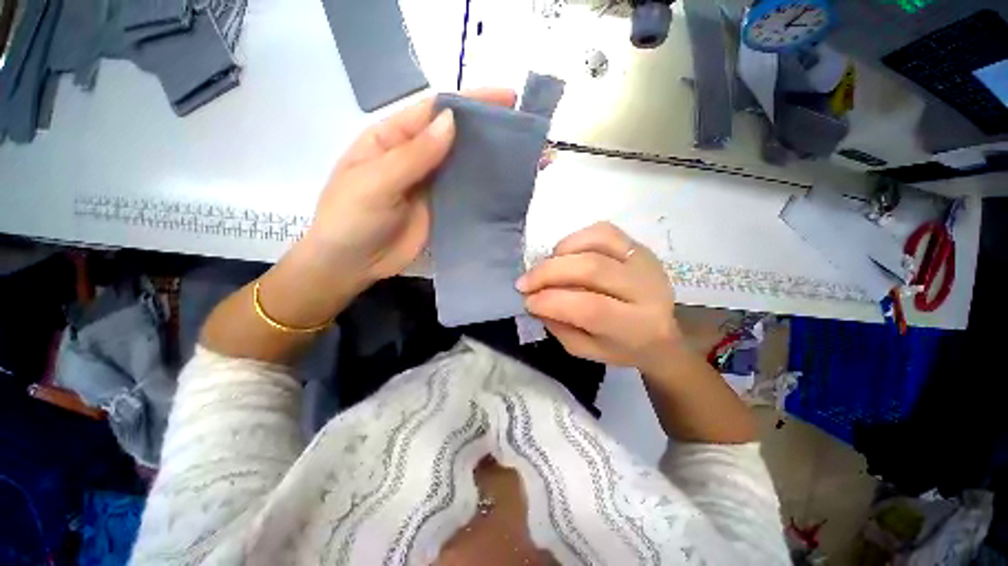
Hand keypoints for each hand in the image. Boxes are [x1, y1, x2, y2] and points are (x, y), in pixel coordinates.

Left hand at [303, 88, 517, 289]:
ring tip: (527, 157)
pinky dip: (487, 189)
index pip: (435, 110)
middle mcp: (417, 157)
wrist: (352, 265)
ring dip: (493, 159)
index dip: (471, 101)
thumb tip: (452, 121)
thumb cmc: (350, 219)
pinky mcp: (443, 210)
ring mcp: (432, 185)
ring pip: (465, 165)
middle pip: (457, 136)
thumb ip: (413, 155)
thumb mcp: (375, 182)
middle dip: (489, 129)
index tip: (507, 98)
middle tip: (526, 129)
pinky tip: (509, 187)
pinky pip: (467, 194)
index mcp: (394, 138)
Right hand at [517, 222, 681, 373]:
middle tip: (524, 283)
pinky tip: (564, 254)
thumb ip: (559, 327)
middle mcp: (647, 289)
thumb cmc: (620, 347)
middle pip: (591, 269)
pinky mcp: (639, 246)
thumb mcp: (586, 350)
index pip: (590, 308)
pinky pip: (603, 231)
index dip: (551, 302)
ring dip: (560, 254)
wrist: (660, 332)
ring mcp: (644, 261)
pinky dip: (575, 239)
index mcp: (637, 326)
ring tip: (545, 268)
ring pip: (596, 242)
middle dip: (547, 273)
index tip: (527, 301)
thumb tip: (533, 299)